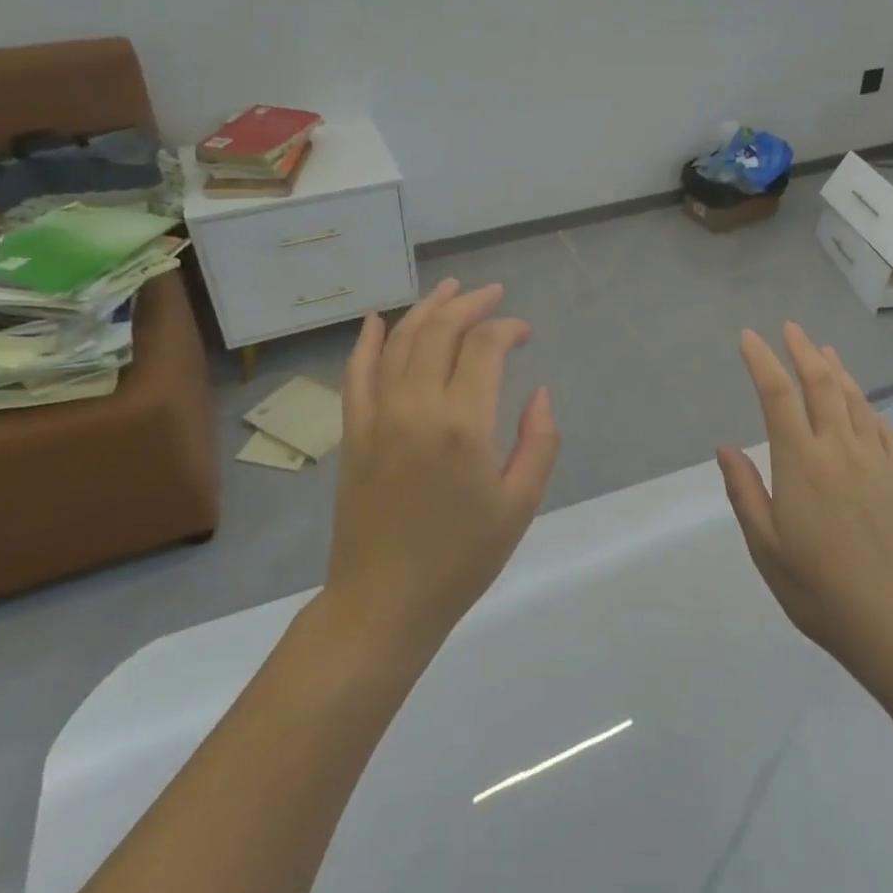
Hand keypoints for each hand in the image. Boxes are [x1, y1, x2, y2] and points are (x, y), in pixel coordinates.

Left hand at [326, 279, 560, 647]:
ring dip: (426, 309)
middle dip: (470, 305)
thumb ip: (538, 441)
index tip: (525, 332)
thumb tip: (539, 393)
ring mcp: (377, 416)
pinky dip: (368, 341)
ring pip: (400, 342)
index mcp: (462, 424)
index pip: (484, 347)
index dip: (507, 328)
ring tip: (450, 289)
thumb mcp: (520, 504)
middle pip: (440, 332)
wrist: (384, 603)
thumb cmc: (461, 558)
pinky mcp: (354, 432)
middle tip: (493, 295)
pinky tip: (378, 319)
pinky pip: (357, 374)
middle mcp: (415, 407)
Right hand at [717, 323, 892, 667]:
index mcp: (800, 462)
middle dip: (803, 351)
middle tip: (791, 329)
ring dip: (836, 369)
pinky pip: (883, 425)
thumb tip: (725, 447)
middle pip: (821, 384)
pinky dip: (867, 404)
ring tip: (824, 350)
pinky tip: (863, 401)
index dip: (762, 361)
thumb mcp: (765, 546)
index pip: (777, 396)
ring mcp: (875, 458)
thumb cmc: (818, 588)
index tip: (749, 338)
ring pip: (854, 398)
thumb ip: (744, 491)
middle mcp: (839, 448)